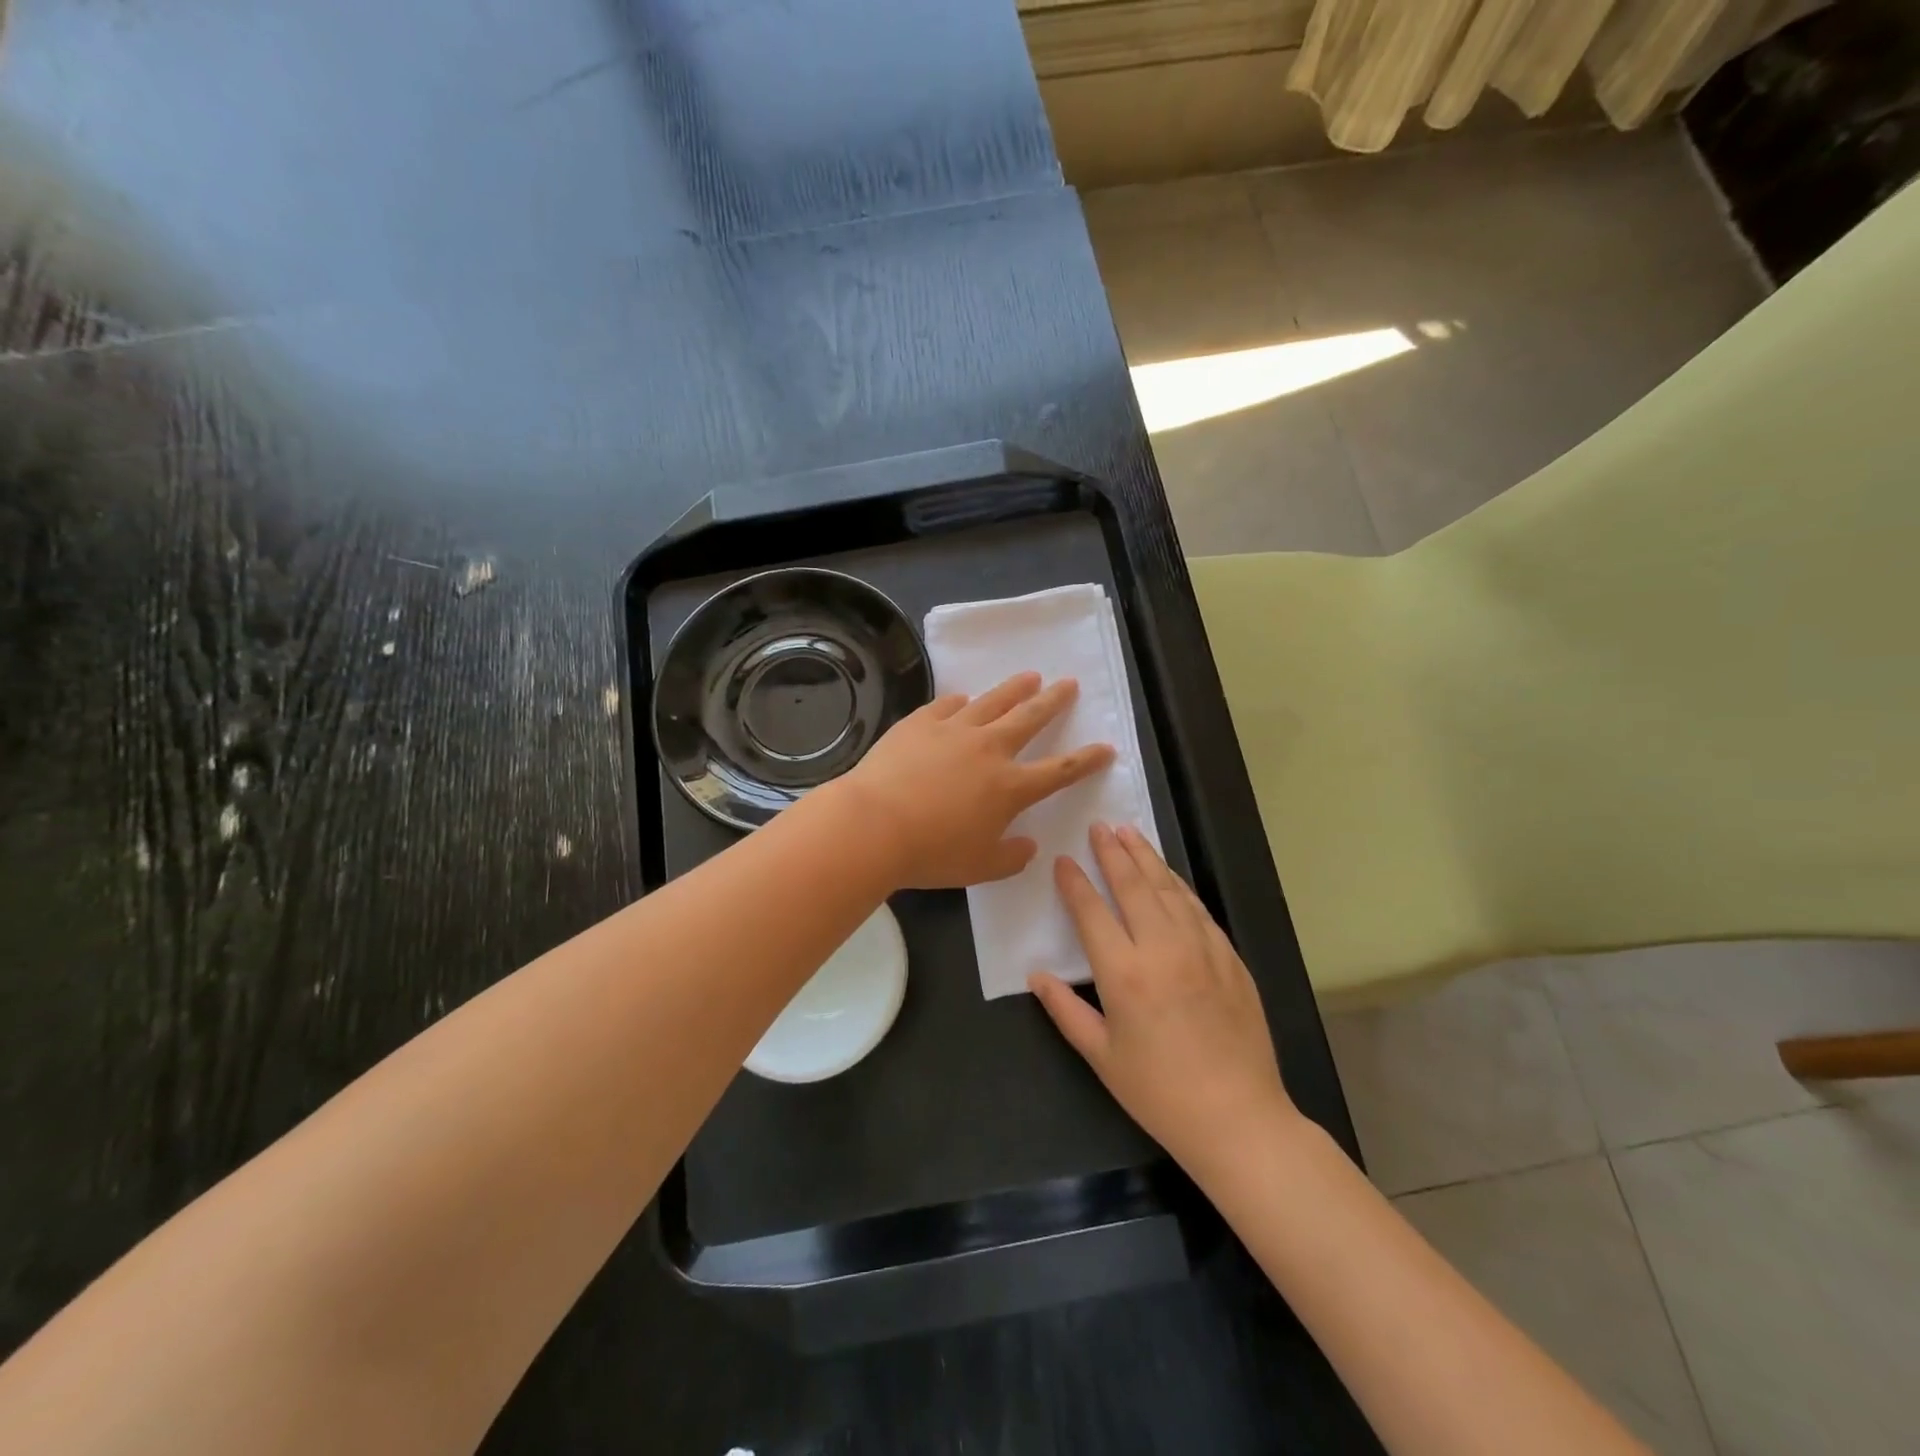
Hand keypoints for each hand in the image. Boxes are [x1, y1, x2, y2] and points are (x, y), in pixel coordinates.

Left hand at [838, 672, 1115, 889]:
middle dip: (1053, 701)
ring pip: (992, 701)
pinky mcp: (920, 723)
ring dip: (1014, 688)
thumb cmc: (931, 853)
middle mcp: (988, 749)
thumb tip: (1028, 846)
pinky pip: (946, 705)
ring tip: (1030, 676)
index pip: (1059, 770)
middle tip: (1068, 684)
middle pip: (1030, 718)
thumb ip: (1010, 858)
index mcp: (1009, 787)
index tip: (1105, 747)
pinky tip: (963, 698)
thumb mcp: (980, 868)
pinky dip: (960, 701)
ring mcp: (953, 730)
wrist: (874, 824)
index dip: (1086, 760)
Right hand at [1030, 824, 1297, 1174]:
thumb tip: (1037, 974)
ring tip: (1129, 833)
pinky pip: (1198, 909)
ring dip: (1146, 858)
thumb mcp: (1101, 1057)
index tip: (1063, 860)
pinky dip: (1178, 885)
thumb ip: (1065, 1010)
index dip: (1075, 882)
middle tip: (1099, 826)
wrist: (1238, 1117)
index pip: (1092, 911)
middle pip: (1133, 886)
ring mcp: (1201, 948)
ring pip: (1168, 889)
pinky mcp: (1229, 956)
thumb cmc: (1160, 1092)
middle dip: (1113, 852)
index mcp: (1124, 974)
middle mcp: (1162, 949)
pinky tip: (1168, 875)